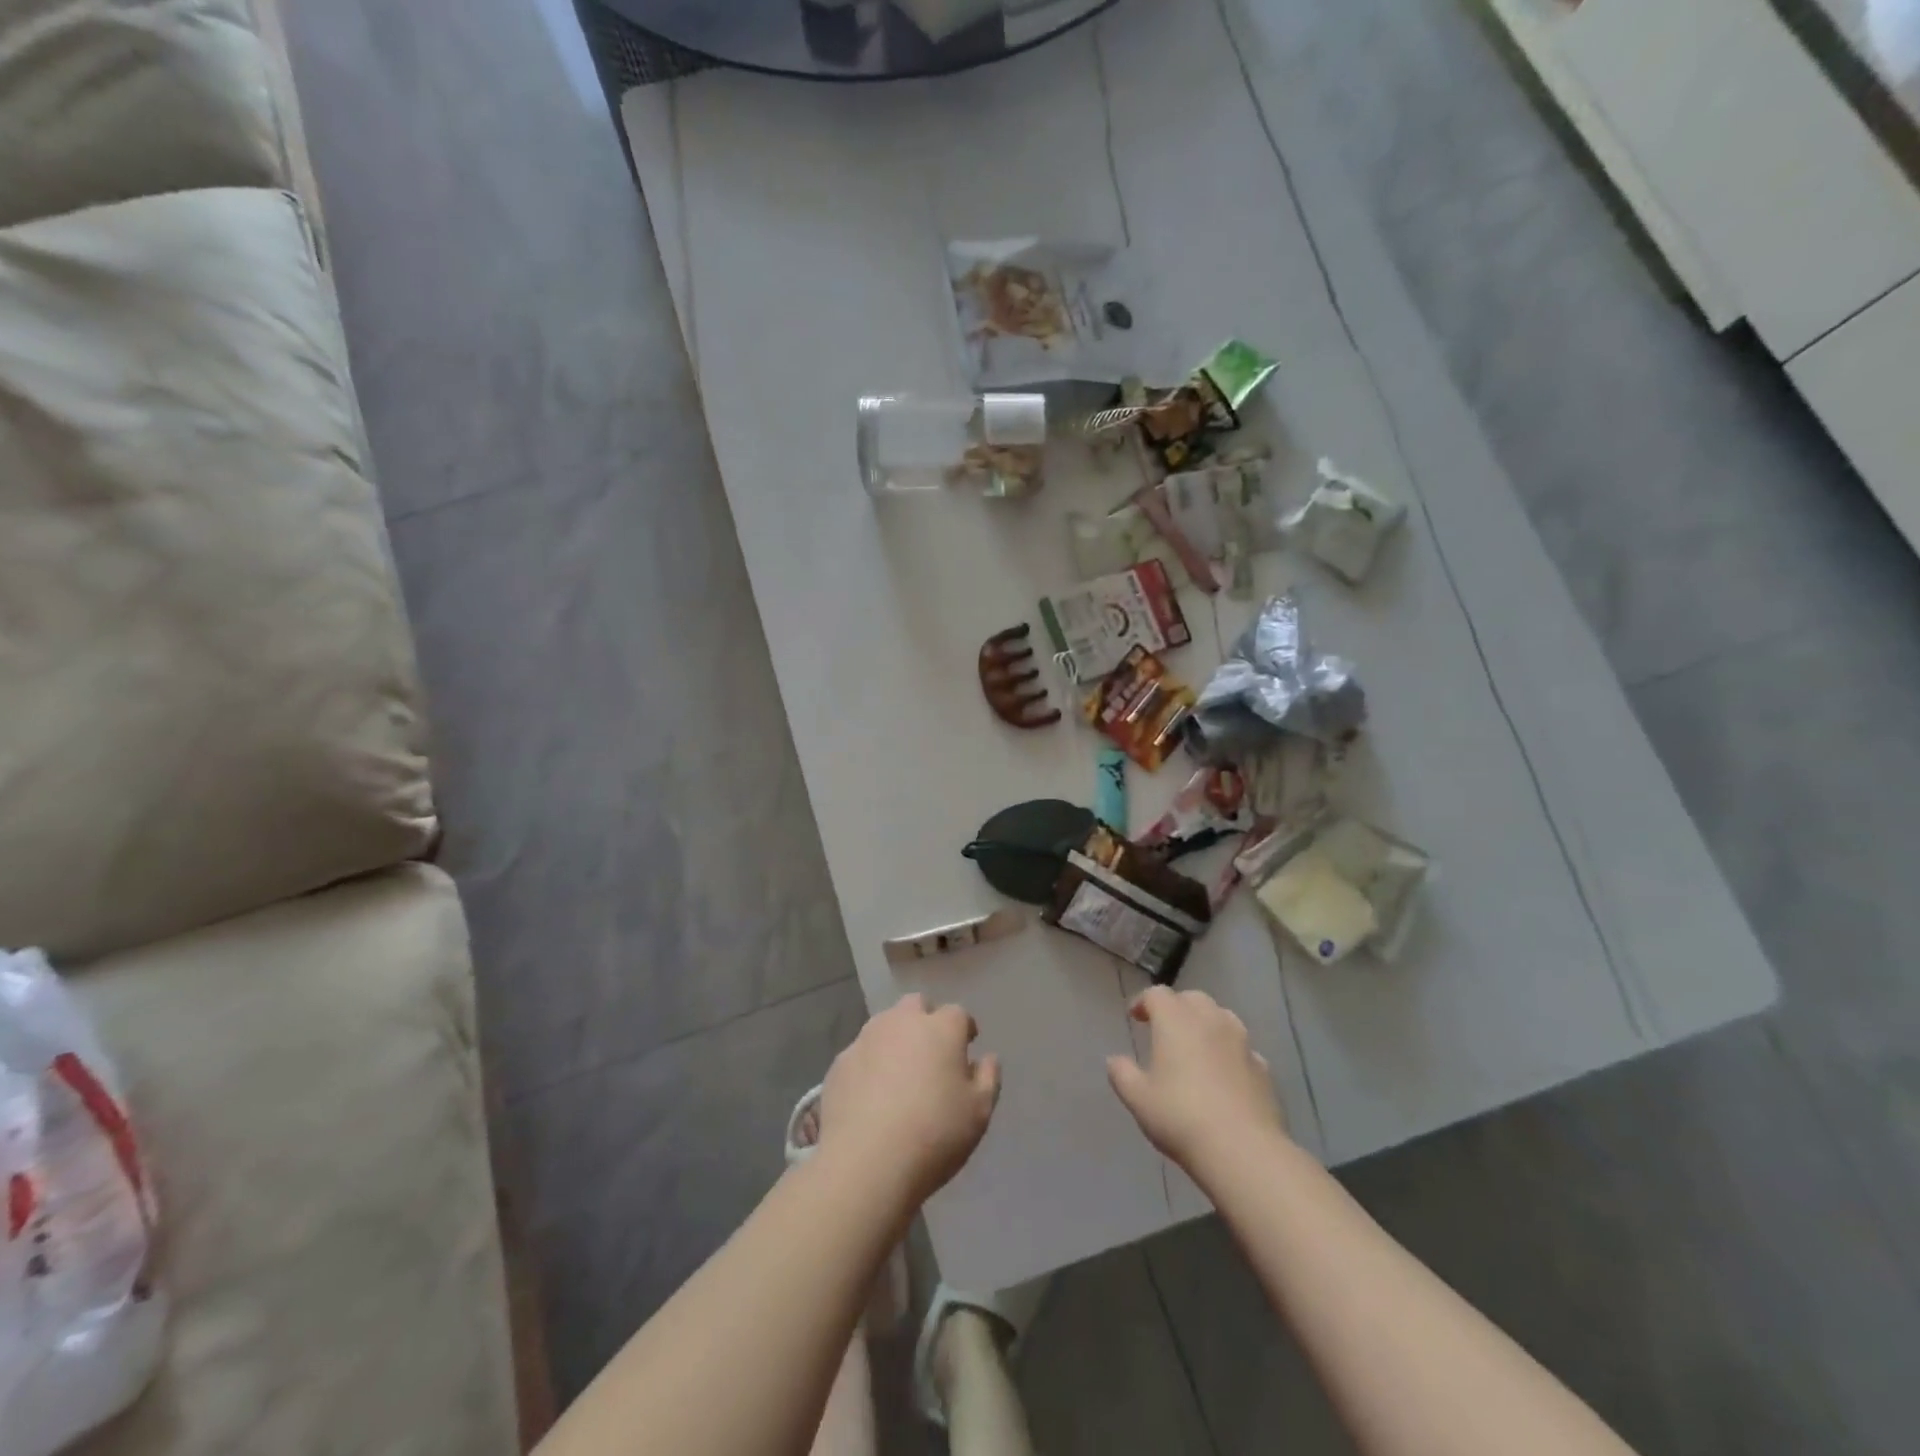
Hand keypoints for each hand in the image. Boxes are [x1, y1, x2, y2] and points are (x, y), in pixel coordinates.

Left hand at [817, 994, 999, 1211]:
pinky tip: (871, 1096)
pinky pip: (861, 1054)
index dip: (964, 1029)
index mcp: (940, 1028)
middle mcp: (902, 1022)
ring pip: (885, 1025)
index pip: (958, 1014)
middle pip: (916, 1005)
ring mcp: (866, 1039)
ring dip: (896, 1039)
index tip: (966, 1048)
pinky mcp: (840, 1063)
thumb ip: (988, 1078)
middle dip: (926, 1020)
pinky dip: (870, 1065)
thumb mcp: (979, 1112)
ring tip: (899, 1074)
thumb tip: (986, 1058)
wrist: (866, 1163)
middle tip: (931, 1053)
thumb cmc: (934, 1134)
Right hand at [1107, 987, 1287, 1176]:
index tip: (1135, 1017)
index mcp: (1176, 1020)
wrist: (1243, 1150)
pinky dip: (1229, 1052)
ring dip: (1206, 1024)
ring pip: (1222, 1018)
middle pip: (1192, 998)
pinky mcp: (1263, 1068)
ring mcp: (1242, 1042)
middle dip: (1177, 1008)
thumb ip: (1122, 1073)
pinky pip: (1242, 1049)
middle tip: (1165, 1029)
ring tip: (1196, 1047)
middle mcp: (1210, 1020)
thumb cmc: (1181, 1117)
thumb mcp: (1138, 1098)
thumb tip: (1115, 1060)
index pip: (1157, 994)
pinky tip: (1224, 1075)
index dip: (1143, 1001)